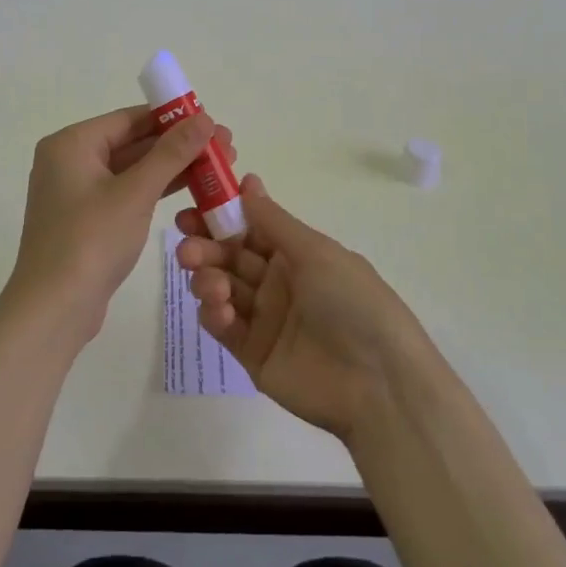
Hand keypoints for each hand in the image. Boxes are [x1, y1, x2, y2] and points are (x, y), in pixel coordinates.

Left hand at [6, 105, 235, 341]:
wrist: (54, 309)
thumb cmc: (91, 240)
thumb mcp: (136, 193)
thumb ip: (171, 153)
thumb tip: (205, 118)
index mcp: (72, 143)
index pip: (130, 118)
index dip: (173, 118)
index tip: (212, 121)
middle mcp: (70, 160)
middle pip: (132, 142)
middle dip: (178, 145)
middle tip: (225, 146)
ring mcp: (77, 192)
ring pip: (132, 170)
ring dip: (172, 168)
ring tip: (218, 167)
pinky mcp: (87, 219)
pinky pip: (126, 193)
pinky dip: (155, 190)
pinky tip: (191, 189)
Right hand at [176, 175, 429, 439]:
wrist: (379, 384)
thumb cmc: (352, 303)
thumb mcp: (316, 252)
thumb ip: (273, 221)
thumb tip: (246, 182)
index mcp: (297, 254)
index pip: (249, 228)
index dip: (220, 216)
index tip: (191, 208)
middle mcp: (278, 282)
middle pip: (230, 257)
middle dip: (205, 248)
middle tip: (186, 248)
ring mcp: (265, 319)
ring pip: (222, 289)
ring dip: (207, 279)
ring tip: (209, 282)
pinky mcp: (253, 354)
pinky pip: (225, 327)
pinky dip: (214, 314)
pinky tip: (219, 310)